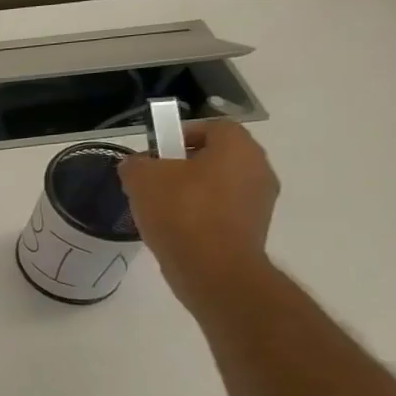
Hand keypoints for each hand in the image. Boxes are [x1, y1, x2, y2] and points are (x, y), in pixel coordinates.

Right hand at [118, 120, 279, 313]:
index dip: (182, 133)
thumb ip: (135, 164)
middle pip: (218, 156)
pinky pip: (223, 211)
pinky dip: (201, 214)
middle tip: (154, 179)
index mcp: (237, 148)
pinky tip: (176, 229)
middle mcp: (258, 168)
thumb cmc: (181, 212)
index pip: (214, 126)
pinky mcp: (254, 229)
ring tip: (160, 208)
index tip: (157, 151)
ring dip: (193, 191)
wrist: (213, 269)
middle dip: (185, 164)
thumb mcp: (142, 180)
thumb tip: (136, 165)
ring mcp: (260, 201)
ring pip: (220, 185)